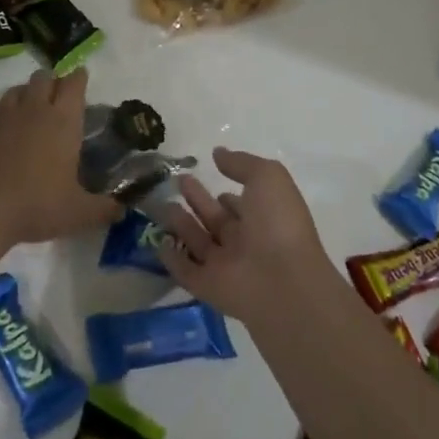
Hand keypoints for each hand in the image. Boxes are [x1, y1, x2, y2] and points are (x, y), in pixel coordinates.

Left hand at [0, 67, 116, 244]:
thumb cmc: (40, 205)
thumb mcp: (81, 213)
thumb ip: (104, 209)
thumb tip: (122, 211)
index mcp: (64, 122)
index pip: (74, 85)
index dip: (79, 77)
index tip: (82, 76)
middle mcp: (35, 111)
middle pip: (43, 78)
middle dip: (51, 80)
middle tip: (57, 93)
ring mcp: (3, 118)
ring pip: (14, 91)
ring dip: (22, 92)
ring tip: (27, 101)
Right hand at [153, 148, 330, 320]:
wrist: (282, 281)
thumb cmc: (277, 222)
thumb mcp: (267, 177)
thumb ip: (241, 163)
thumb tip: (217, 152)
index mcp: (262, 217)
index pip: (239, 204)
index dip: (224, 193)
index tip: (204, 175)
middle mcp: (244, 241)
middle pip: (215, 219)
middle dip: (197, 200)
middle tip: (176, 181)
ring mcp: (225, 265)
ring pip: (197, 242)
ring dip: (180, 224)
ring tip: (160, 202)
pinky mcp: (207, 286)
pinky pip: (185, 270)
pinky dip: (171, 258)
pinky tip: (156, 241)